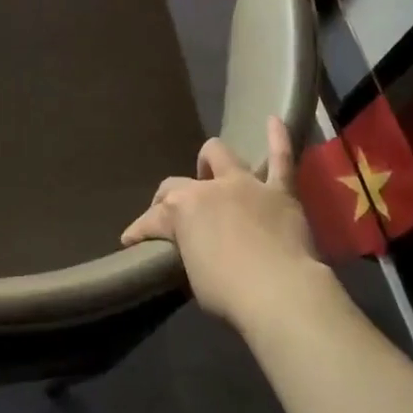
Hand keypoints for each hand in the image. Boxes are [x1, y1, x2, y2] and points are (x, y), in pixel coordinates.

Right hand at [122, 118, 327, 335]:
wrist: (281, 292)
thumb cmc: (228, 292)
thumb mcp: (193, 276)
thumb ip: (189, 252)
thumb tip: (193, 251)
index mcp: (182, 210)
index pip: (151, 218)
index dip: (139, 231)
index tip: (131, 242)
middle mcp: (209, 188)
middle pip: (180, 182)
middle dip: (172, 195)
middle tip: (176, 215)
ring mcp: (246, 185)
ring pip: (223, 157)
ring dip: (212, 161)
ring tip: (210, 170)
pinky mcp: (280, 192)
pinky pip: (281, 159)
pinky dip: (277, 138)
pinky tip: (273, 119)